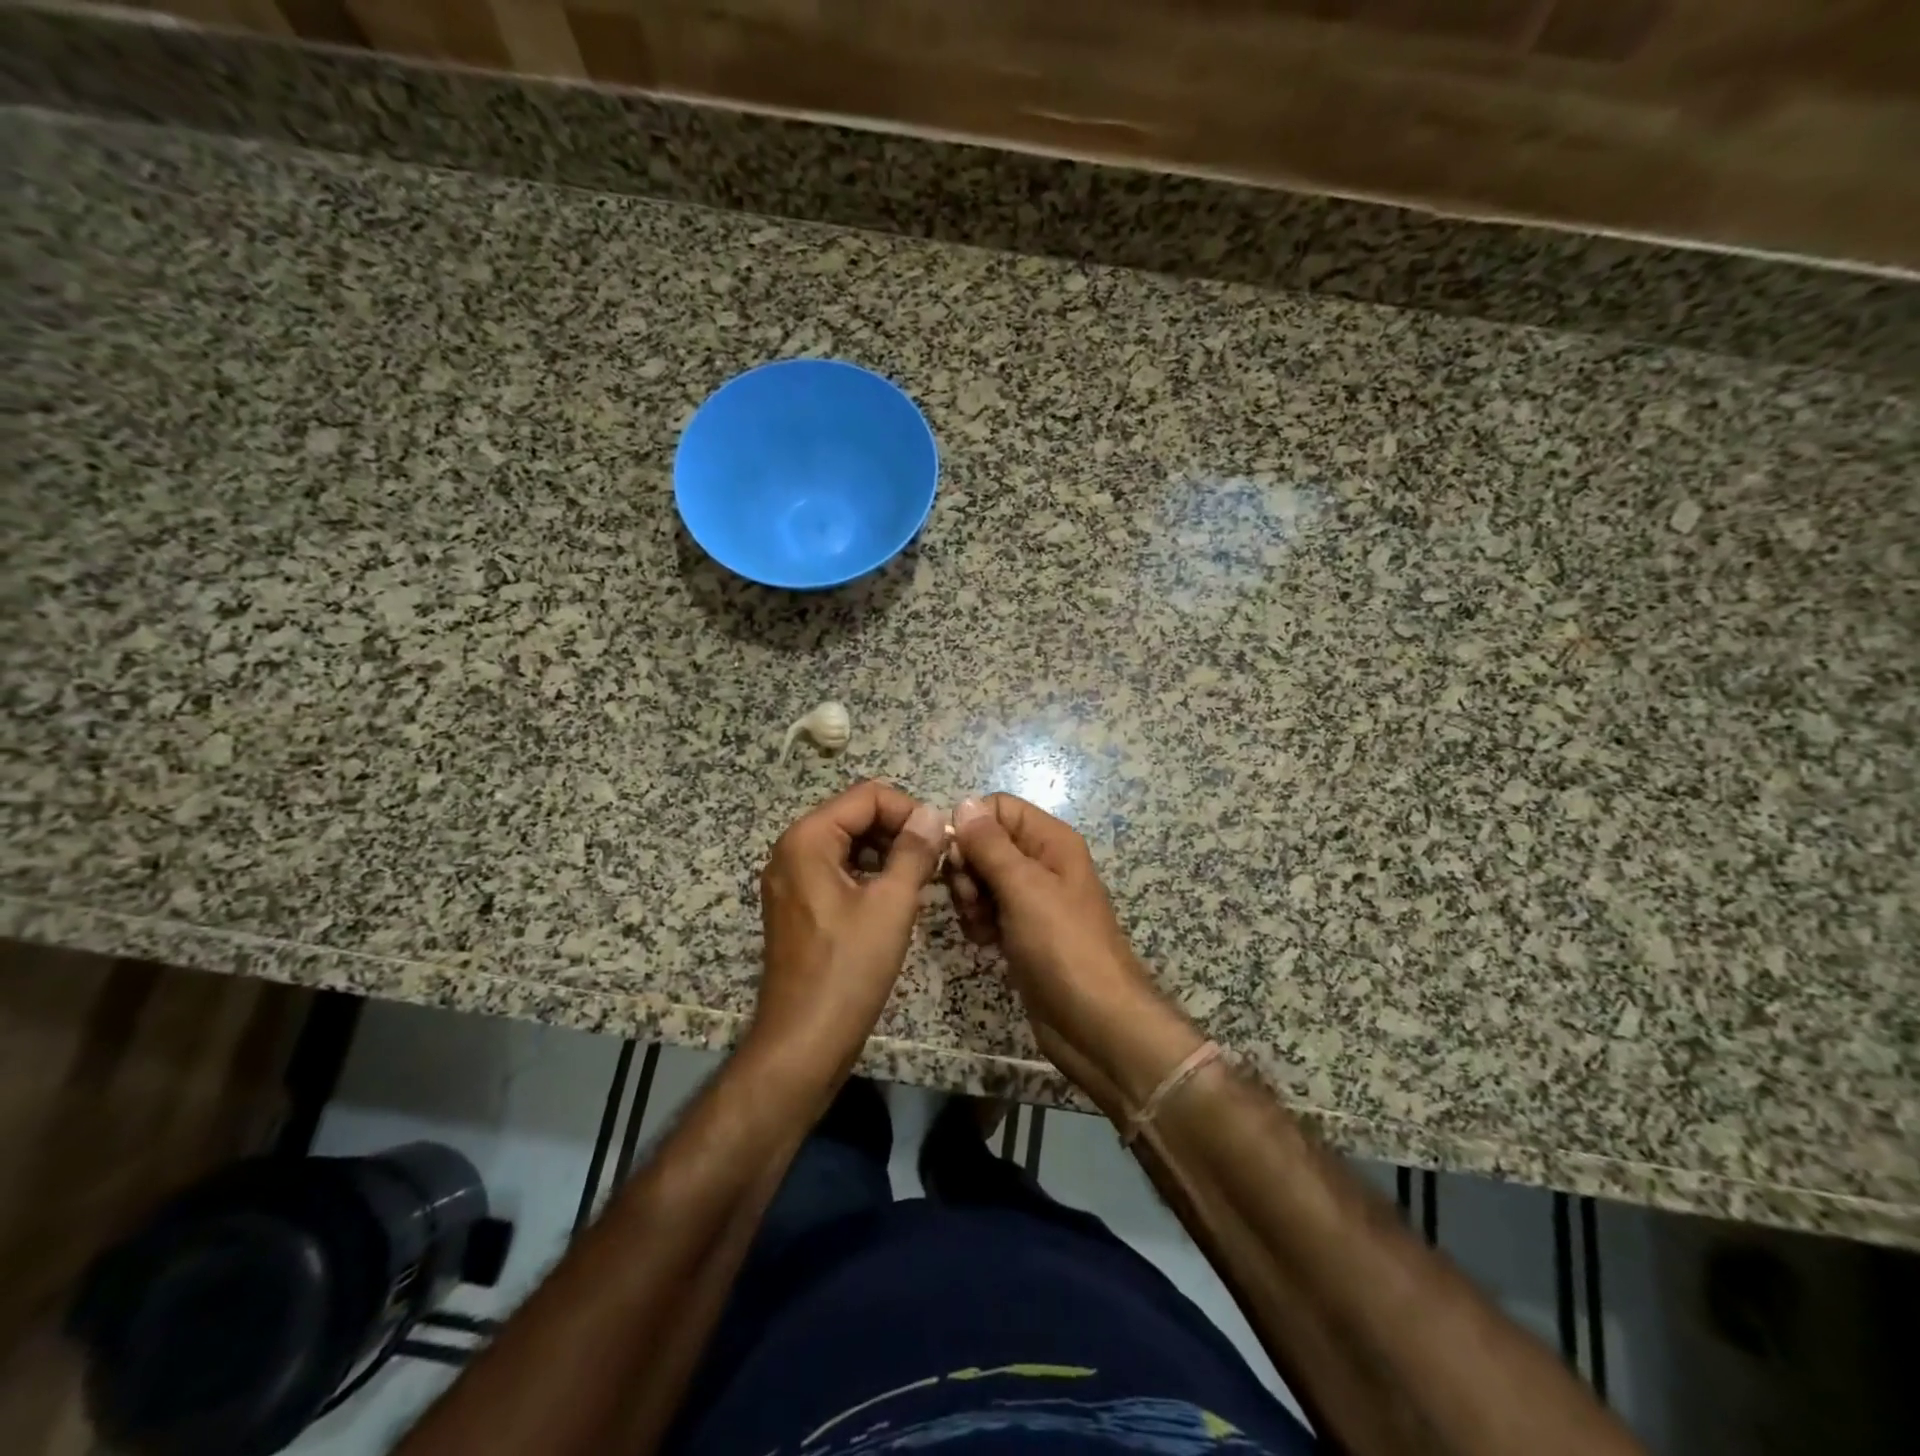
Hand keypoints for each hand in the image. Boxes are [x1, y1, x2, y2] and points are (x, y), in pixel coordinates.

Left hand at [751, 780, 946, 1106]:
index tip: (940, 840)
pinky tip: (898, 899)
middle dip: (899, 831)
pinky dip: (871, 875)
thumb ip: (914, 851)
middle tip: (937, 861)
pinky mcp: (799, 906)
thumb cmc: (848, 969)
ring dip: (888, 854)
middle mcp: (792, 850)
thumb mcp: (891, 905)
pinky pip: (839, 872)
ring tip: (924, 880)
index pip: (867, 796)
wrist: (804, 1042)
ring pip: (849, 845)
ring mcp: (792, 880)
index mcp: (807, 840)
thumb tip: (932, 813)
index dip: (909, 810)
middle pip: (855, 816)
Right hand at [947, 794, 1203, 1109]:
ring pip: (981, 878)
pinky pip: (987, 910)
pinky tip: (984, 942)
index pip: (998, 808)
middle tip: (970, 899)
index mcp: (1051, 841)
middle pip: (985, 843)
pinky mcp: (1021, 931)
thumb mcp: (1024, 888)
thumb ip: (990, 845)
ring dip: (969, 898)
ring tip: (980, 925)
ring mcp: (1031, 899)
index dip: (971, 827)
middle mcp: (1041, 863)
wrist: (1095, 1023)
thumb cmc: (1063, 947)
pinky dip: (978, 922)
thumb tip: (963, 803)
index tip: (957, 858)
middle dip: (967, 868)